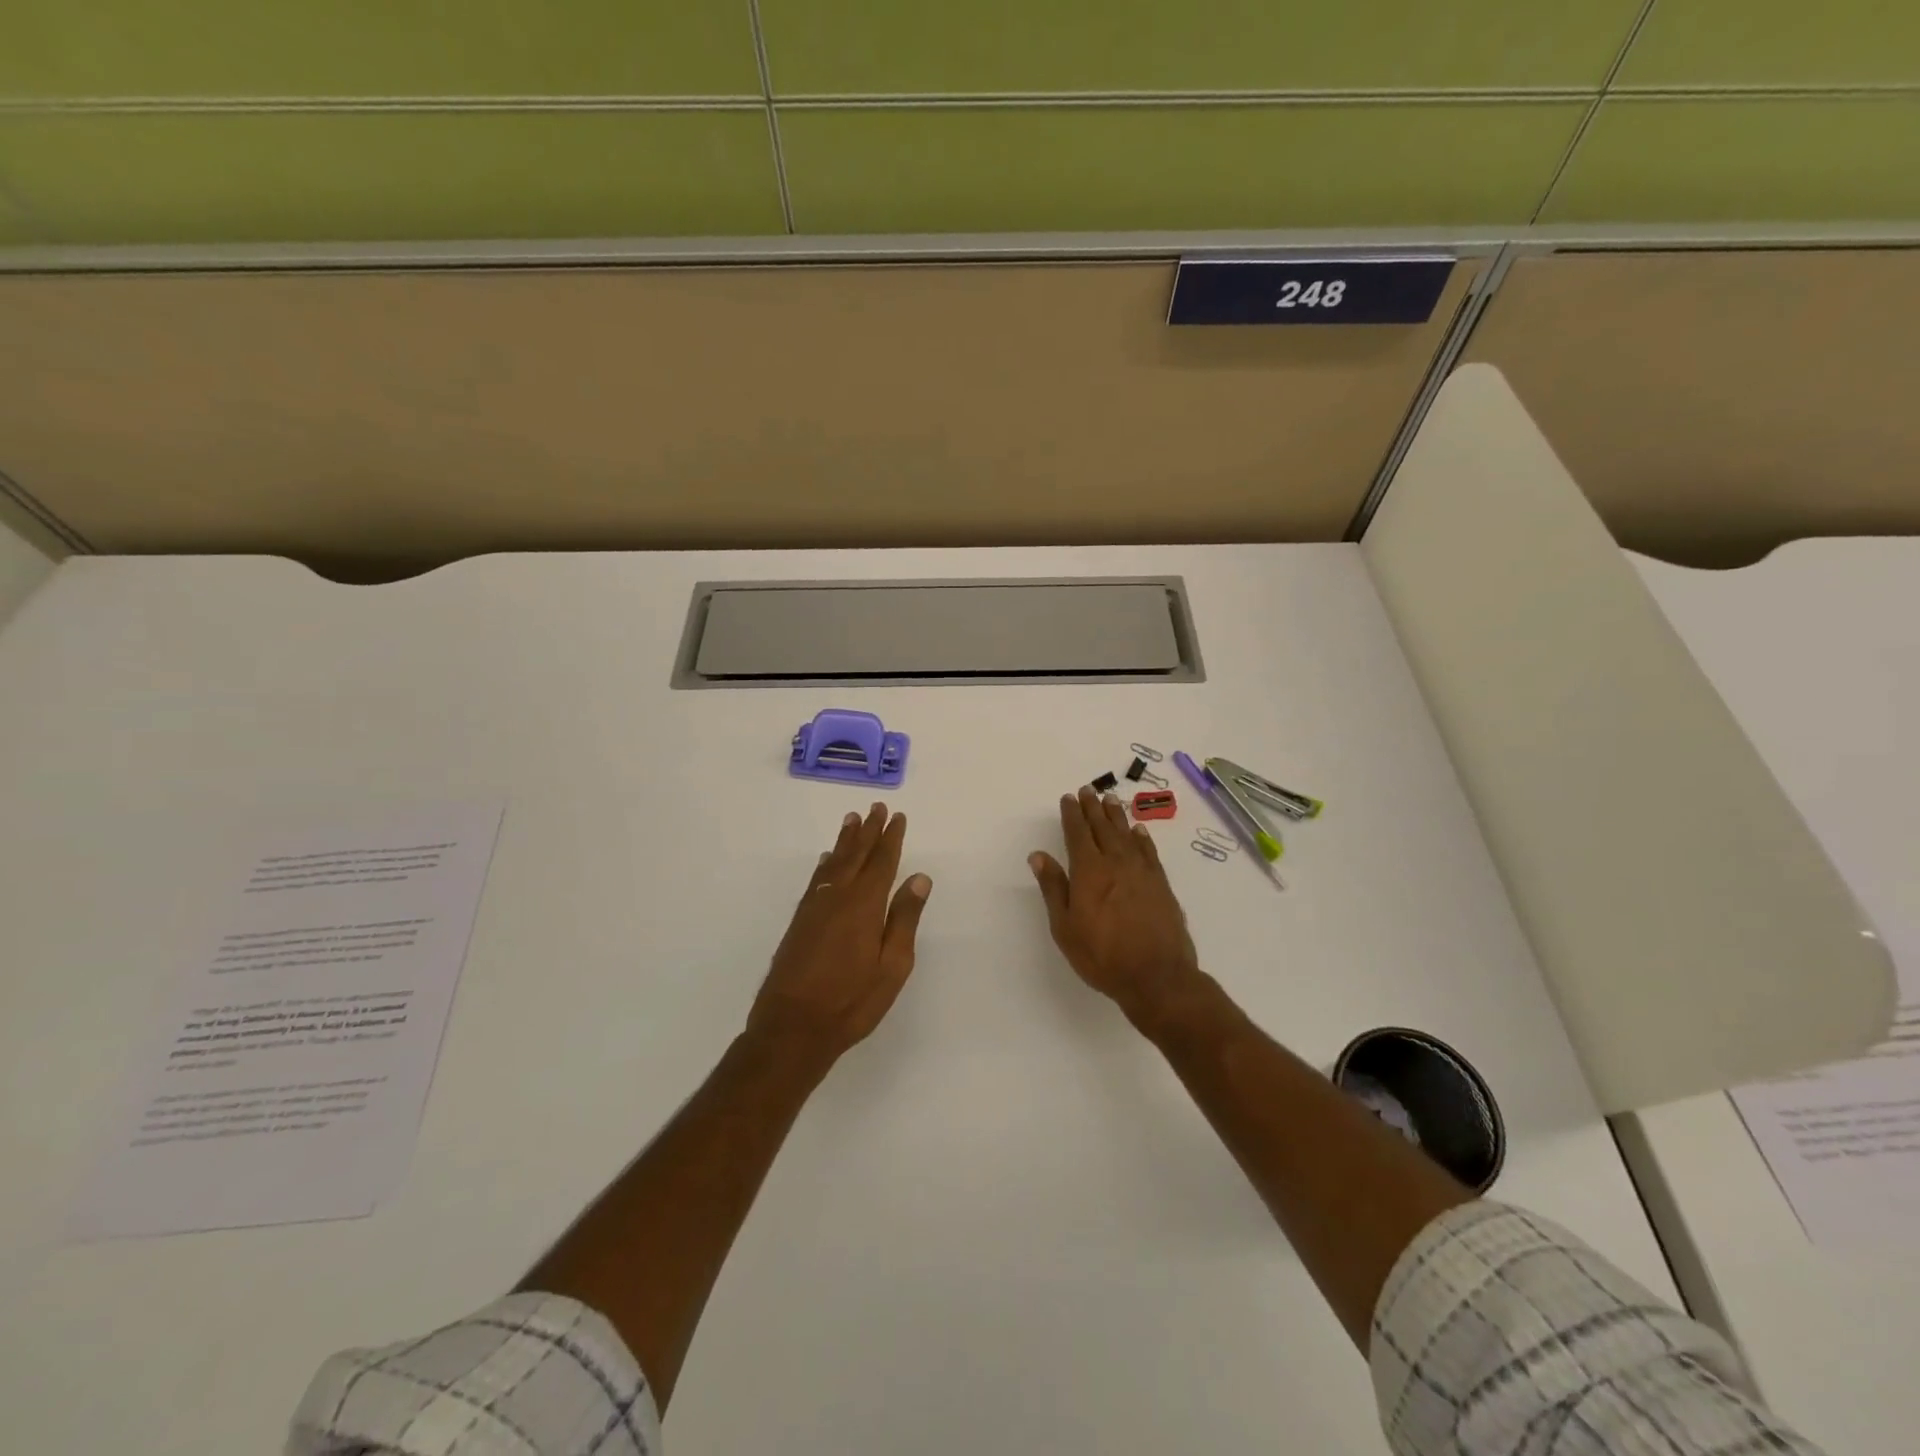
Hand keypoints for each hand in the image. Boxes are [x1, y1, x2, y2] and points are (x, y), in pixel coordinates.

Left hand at [748, 803, 931, 1063]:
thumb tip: (919, 877)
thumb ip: (904, 918)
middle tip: (876, 807)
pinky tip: (827, 860)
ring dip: (845, 841)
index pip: (882, 862)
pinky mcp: (799, 922)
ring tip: (852, 820)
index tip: (897, 816)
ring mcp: (814, 908)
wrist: (792, 1028)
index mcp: (864, 905)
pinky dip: (825, 864)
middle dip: (868, 831)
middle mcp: (837, 897)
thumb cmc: (851, 1001)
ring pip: (834, 864)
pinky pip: (817, 879)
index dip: (890, 838)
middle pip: (856, 856)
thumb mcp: (892, 966)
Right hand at [1030, 787, 1204, 1026]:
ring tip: (1110, 800)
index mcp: (1089, 871)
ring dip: (1116, 816)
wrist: (1157, 977)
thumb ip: (1054, 888)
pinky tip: (1138, 831)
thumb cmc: (1102, 956)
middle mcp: (1116, 863)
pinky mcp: (1161, 884)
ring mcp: (1142, 872)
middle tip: (1088, 790)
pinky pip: (1149, 852)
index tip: (1068, 798)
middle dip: (1093, 808)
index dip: (1072, 815)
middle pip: (1102, 828)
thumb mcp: (1066, 927)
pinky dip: (1142, 838)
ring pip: (1126, 835)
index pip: (1077, 834)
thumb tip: (1038, 856)